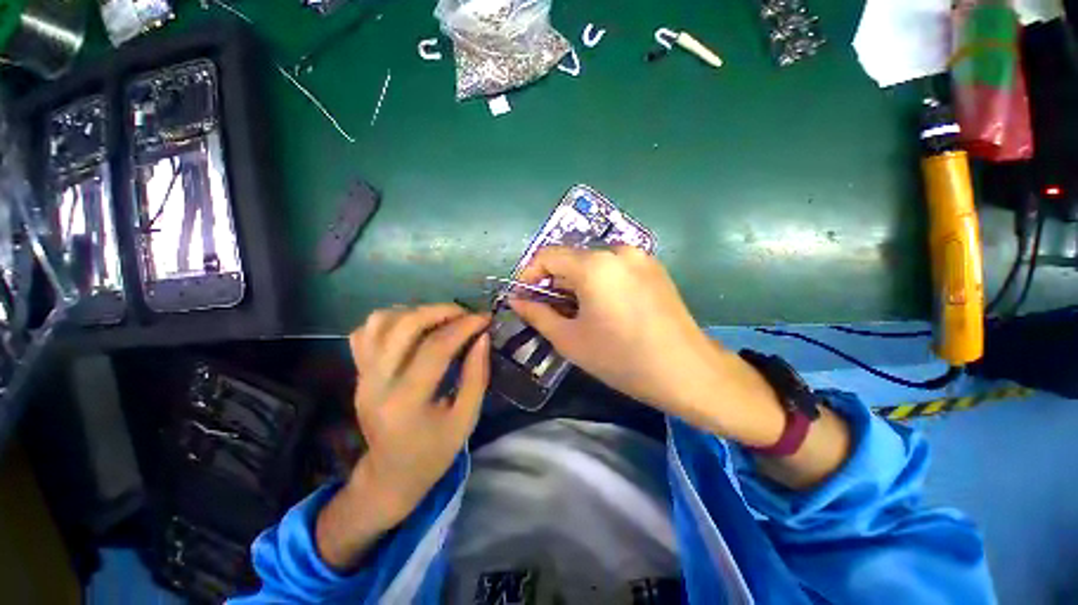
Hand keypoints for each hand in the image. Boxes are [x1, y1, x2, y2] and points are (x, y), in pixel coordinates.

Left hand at [346, 304, 489, 524]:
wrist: (390, 474)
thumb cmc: (434, 452)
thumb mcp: (466, 419)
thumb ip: (477, 375)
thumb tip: (482, 337)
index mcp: (405, 402)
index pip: (435, 348)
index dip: (464, 327)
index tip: (485, 318)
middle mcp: (377, 383)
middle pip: (404, 326)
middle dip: (440, 311)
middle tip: (465, 314)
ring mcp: (362, 375)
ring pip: (380, 322)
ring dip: (415, 312)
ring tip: (441, 319)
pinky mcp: (358, 372)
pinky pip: (366, 332)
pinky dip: (391, 320)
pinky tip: (414, 329)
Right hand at [509, 246, 784, 445]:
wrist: (688, 372)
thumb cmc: (622, 359)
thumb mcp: (570, 340)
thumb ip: (538, 315)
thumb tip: (516, 300)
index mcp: (595, 264)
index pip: (547, 255)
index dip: (529, 275)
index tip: (524, 298)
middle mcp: (618, 250)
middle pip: (571, 258)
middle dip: (554, 282)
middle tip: (549, 311)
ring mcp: (640, 257)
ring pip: (593, 263)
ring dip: (576, 283)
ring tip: (577, 313)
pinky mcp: (654, 268)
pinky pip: (614, 268)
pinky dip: (599, 282)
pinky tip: (603, 308)